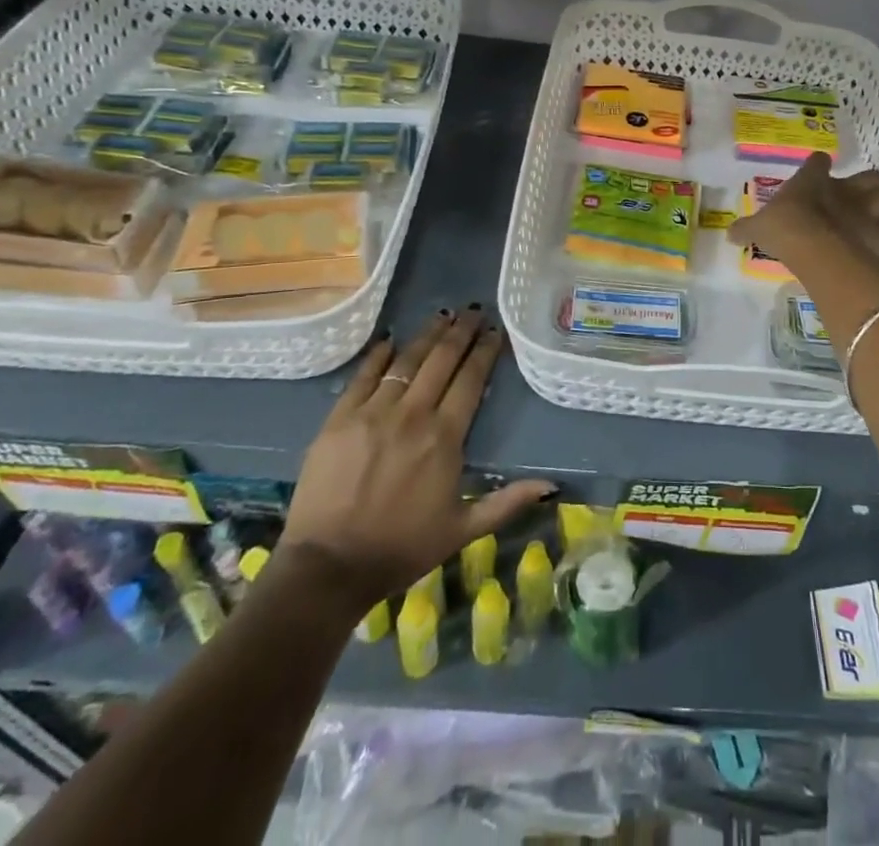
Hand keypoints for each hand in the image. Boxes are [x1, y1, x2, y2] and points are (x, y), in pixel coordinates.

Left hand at [280, 308, 554, 597]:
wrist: (327, 568)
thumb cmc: (401, 549)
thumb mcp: (462, 531)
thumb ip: (507, 503)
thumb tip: (551, 485)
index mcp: (444, 438)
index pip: (470, 379)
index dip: (484, 351)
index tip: (494, 331)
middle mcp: (412, 414)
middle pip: (441, 360)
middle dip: (460, 332)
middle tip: (472, 310)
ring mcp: (372, 413)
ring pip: (406, 360)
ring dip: (427, 335)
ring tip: (442, 316)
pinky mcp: (339, 419)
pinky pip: (364, 376)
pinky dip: (379, 355)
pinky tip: (391, 340)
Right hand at [728, 152, 878, 267]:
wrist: (814, 245)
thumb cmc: (784, 227)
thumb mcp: (758, 226)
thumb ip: (746, 228)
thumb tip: (729, 233)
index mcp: (814, 179)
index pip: (819, 161)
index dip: (818, 166)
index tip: (817, 170)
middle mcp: (846, 189)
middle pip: (871, 176)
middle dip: (869, 184)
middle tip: (860, 196)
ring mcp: (868, 210)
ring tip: (878, 216)